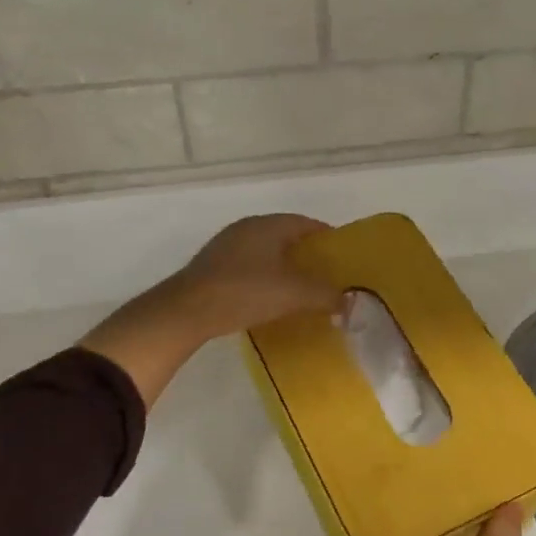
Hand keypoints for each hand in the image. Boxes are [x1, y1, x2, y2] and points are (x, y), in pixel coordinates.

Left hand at [172, 213, 342, 338]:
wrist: (187, 311)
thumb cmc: (246, 292)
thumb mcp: (294, 294)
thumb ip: (326, 295)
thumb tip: (348, 301)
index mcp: (268, 225)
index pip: (307, 224)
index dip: (328, 238)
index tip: (343, 257)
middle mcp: (247, 228)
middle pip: (286, 236)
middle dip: (308, 254)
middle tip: (326, 274)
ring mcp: (227, 245)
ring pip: (267, 251)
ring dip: (285, 266)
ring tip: (302, 288)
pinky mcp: (214, 266)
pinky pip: (250, 265)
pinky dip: (266, 276)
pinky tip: (272, 297)